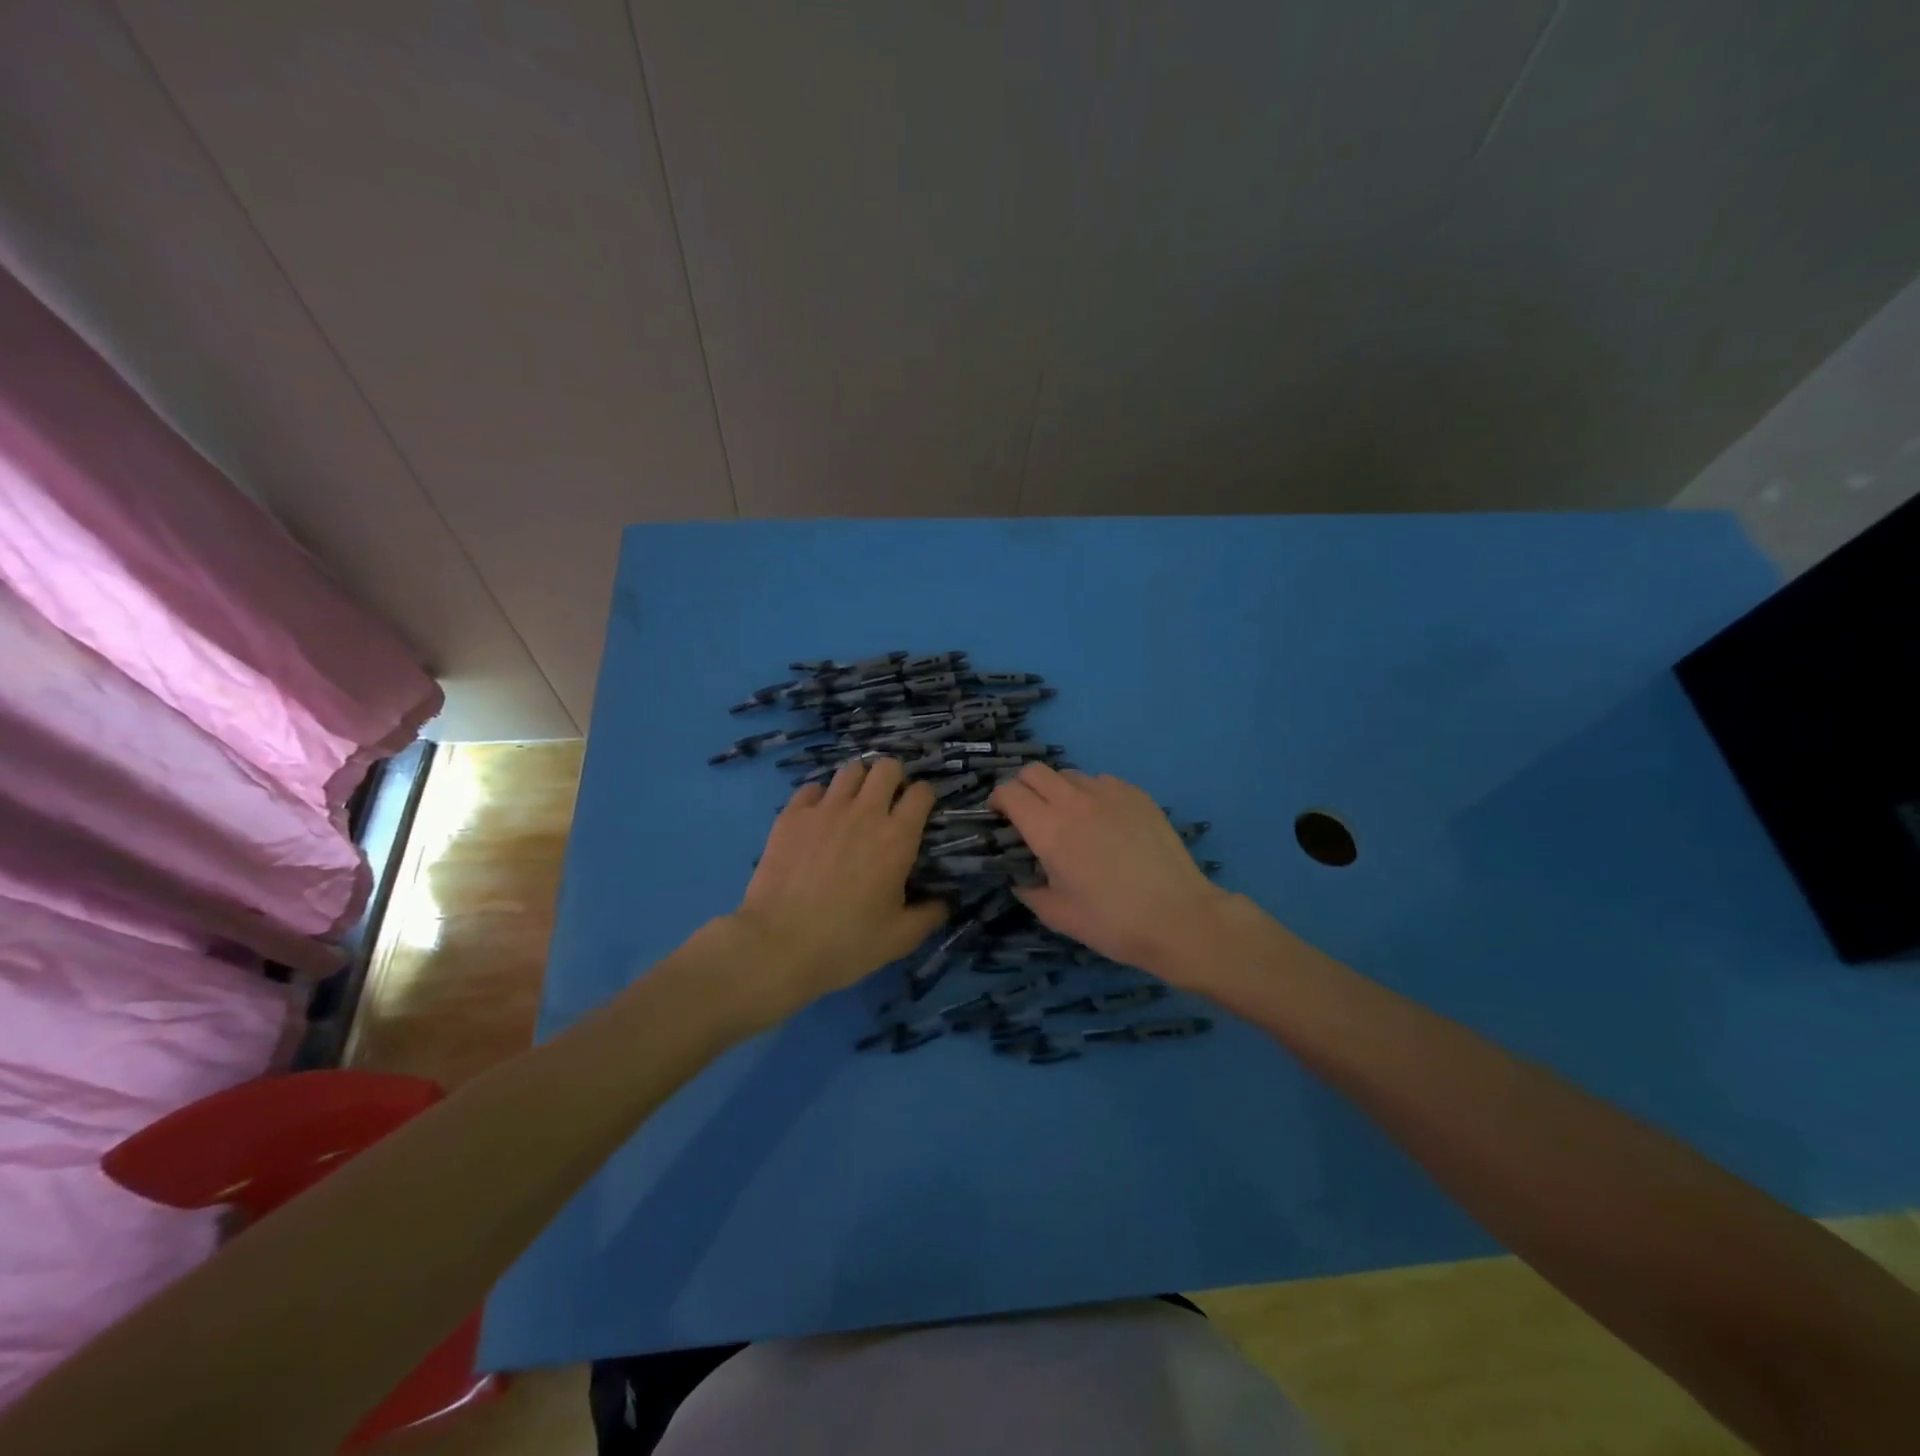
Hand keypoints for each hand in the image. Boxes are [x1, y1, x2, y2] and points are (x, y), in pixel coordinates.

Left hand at [726, 758, 946, 1012]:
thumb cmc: (846, 942)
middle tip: (888, 802)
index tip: (920, 811)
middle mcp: (865, 812)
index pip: (922, 792)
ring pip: (850, 770)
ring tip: (853, 804)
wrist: (779, 944)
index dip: (924, 797)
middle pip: (886, 767)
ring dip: (858, 782)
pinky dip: (820, 797)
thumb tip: (944, 903)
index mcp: (897, 837)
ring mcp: (825, 809)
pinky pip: (812, 788)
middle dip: (893, 778)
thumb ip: (928, 915)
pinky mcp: (792, 815)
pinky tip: (818, 818)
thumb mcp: (899, 938)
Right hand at [990, 764, 1231, 980]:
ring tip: (1070, 819)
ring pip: (1069, 774)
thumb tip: (1020, 878)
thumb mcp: (1058, 915)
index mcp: (1049, 829)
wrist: (1179, 917)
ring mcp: (1109, 793)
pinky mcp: (1137, 795)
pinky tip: (1104, 822)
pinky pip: (1102, 782)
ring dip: (1059, 790)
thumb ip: (1029, 891)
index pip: (1009, 791)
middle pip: (1035, 771)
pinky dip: (1092, 794)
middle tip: (1029, 815)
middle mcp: (1075, 801)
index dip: (998, 801)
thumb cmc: (1112, 922)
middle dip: (1023, 787)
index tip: (1000, 818)